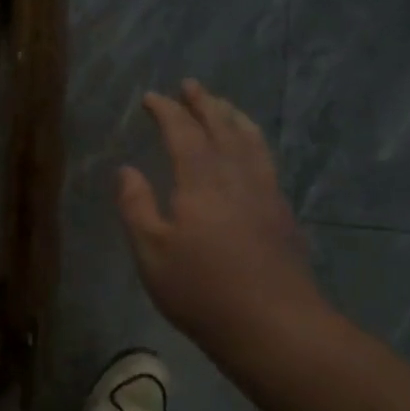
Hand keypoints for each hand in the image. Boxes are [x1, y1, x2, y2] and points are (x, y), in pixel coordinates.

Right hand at [118, 80, 330, 346]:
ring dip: (234, 118)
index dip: (166, 111)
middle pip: (221, 128)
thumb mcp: (151, 252)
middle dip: (204, 104)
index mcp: (200, 182)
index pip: (182, 133)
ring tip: (225, 106)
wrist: (273, 325)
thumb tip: (126, 170)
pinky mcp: (282, 214)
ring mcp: (265, 194)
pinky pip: (267, 161)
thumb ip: (136, 206)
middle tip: (191, 85)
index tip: (152, 97)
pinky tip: (253, 152)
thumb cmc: (202, 290)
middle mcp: (236, 177)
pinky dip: (255, 143)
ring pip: (251, 142)